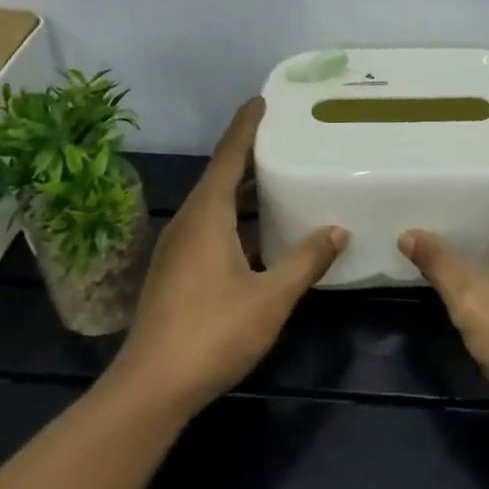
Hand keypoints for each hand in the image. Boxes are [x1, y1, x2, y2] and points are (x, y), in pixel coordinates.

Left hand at [110, 98, 345, 417]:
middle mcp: (188, 222)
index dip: (246, 126)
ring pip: (215, 204)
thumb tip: (338, 229)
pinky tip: (261, 233)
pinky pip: (210, 226)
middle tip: (285, 136)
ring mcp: (178, 248)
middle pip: (221, 176)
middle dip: (249, 154)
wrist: (151, 388)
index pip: (229, 156)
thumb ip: (306, 261)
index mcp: (207, 216)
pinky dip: (236, 217)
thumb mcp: (271, 297)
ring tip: (279, 177)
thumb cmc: (213, 333)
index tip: (263, 100)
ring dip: (244, 188)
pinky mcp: (176, 272)